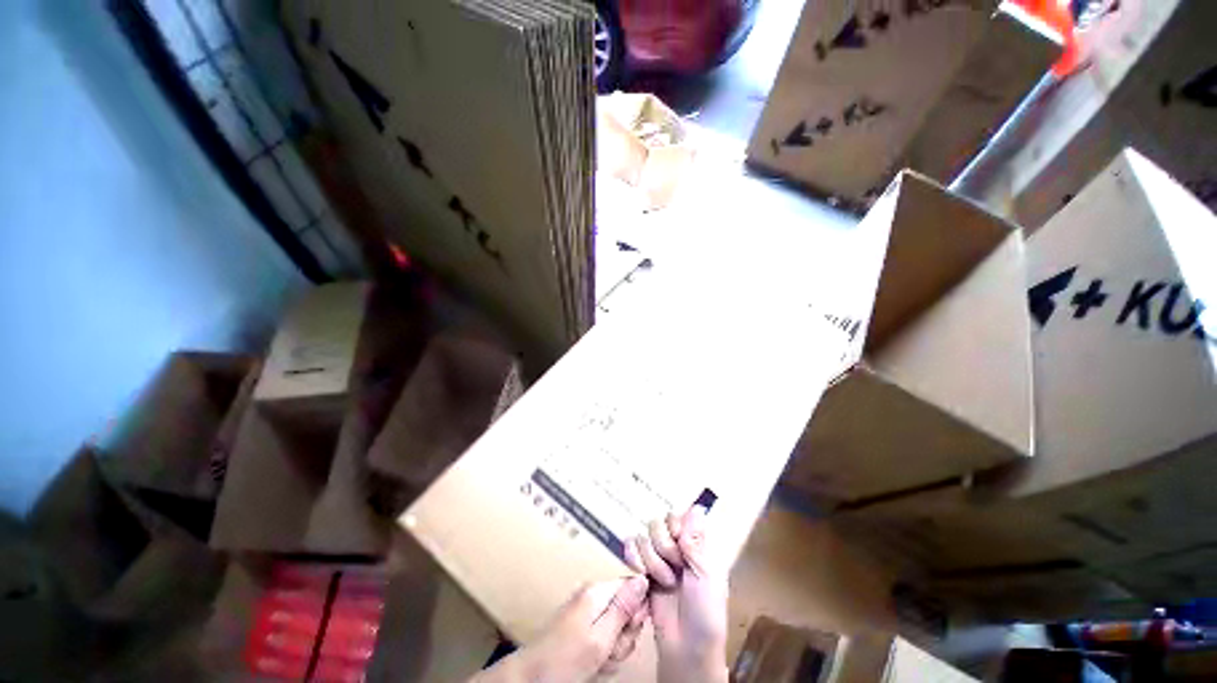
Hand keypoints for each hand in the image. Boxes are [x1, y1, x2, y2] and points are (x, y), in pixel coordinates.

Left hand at [471, 575, 648, 682]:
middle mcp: (593, 596)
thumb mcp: (600, 638)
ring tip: (599, 659)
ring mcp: (587, 612)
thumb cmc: (564, 660)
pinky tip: (593, 662)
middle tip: (610, 649)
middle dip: (624, 634)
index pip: (633, 586)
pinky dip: (603, 651)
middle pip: (626, 609)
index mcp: (598, 591)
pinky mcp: (582, 627)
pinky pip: (605, 636)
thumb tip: (643, 580)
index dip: (637, 610)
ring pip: (617, 627)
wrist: (530, 678)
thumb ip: (623, 609)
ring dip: (614, 647)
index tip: (631, 629)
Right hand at [626, 506, 729, 682]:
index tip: (680, 543)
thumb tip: (697, 506)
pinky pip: (630, 549)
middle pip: (657, 524)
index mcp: (695, 544)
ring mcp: (657, 558)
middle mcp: (676, 547)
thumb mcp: (707, 575)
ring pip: (643, 537)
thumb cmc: (705, 612)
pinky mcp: (642, 570)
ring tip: (665, 581)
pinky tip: (642, 574)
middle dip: (663, 547)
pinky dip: (634, 559)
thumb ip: (696, 541)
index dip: (675, 526)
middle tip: (675, 568)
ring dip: (652, 560)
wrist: (685, 647)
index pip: (677, 516)